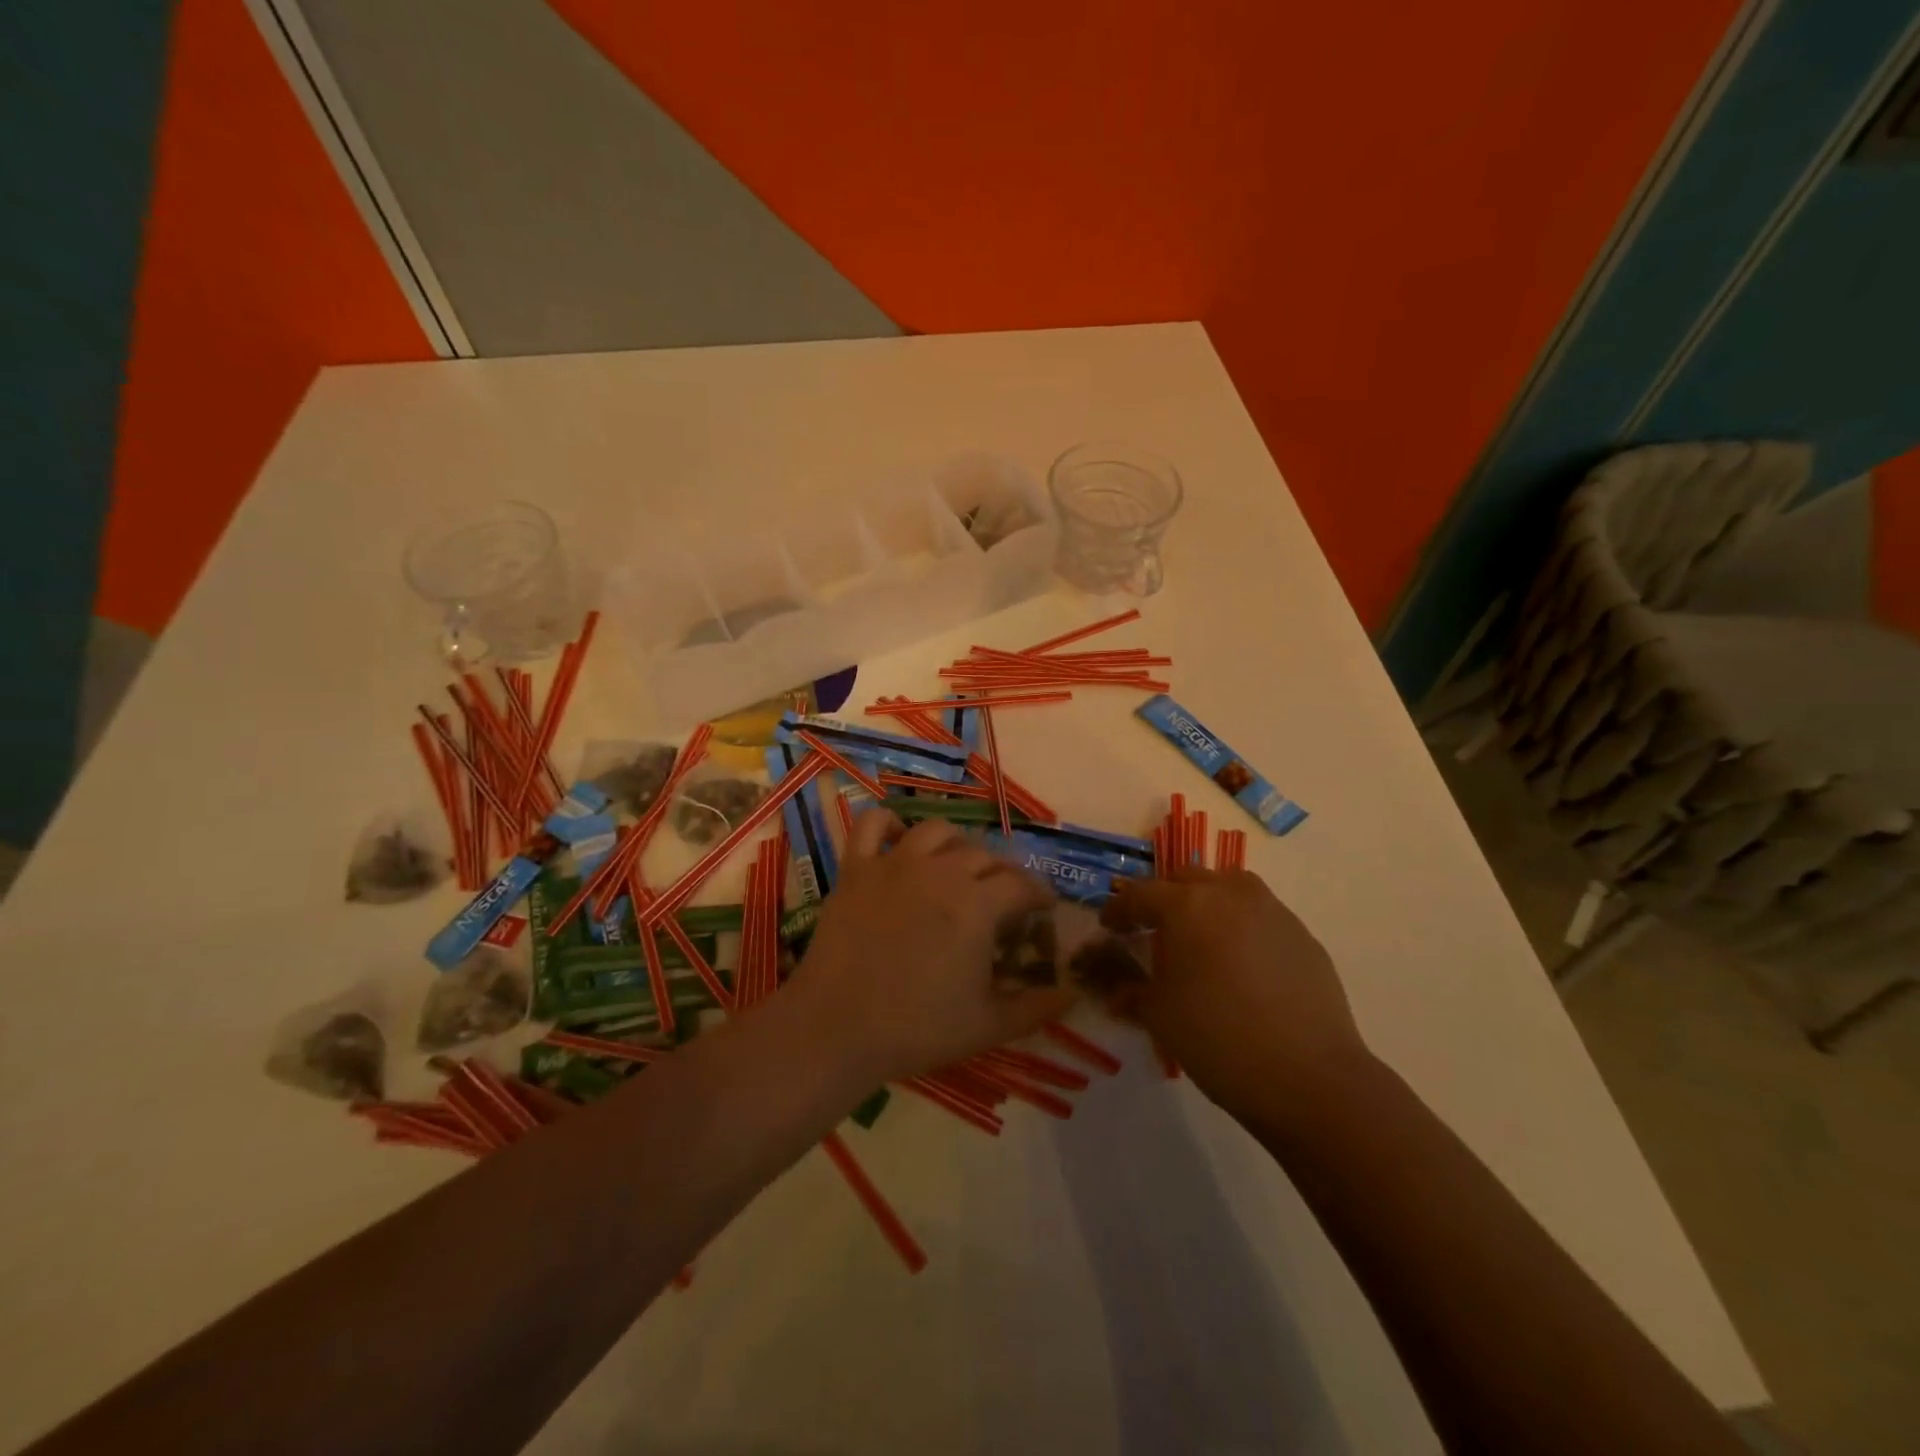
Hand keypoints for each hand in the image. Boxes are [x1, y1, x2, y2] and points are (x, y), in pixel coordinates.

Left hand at [794, 811, 1073, 1084]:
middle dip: (1003, 874)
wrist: (837, 1028)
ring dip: (956, 845)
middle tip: (1003, 898)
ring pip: (937, 831)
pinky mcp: (857, 868)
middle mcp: (941, 872)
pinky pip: (872, 825)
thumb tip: (1074, 995)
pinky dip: (889, 824)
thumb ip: (1036, 1008)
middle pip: (984, 856)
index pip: (1022, 884)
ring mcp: (895, 864)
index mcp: (977, 905)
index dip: (1039, 894)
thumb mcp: (987, 1026)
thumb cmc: (917, 1029)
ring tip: (958, 866)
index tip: (1043, 907)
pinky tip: (899, 838)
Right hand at [1102, 867, 1370, 1117]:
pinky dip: (1241, 926)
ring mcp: (1273, 912)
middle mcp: (1230, 895)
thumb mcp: (1160, 1016)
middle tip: (1150, 927)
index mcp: (1188, 906)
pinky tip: (1239, 964)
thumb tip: (1115, 993)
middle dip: (1163, 898)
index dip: (1118, 909)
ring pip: (1229, 888)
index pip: (1140, 895)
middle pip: (1186, 880)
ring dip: (1206, 902)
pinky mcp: (1303, 937)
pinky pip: (1261, 916)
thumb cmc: (1218, 1039)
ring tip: (1198, 936)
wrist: (1310, 1078)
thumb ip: (1132, 993)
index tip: (1108, 925)